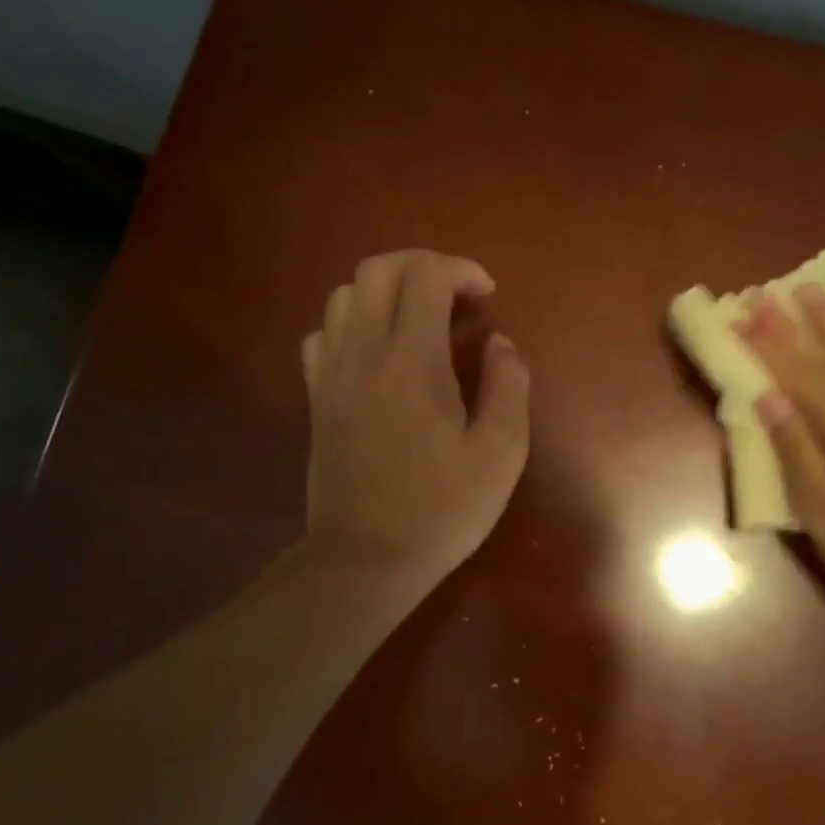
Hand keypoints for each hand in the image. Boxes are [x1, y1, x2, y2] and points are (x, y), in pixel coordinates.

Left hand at [301, 251, 529, 593]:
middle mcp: (363, 353)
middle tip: (455, 295)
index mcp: (413, 361)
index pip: (425, 277)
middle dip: (421, 266)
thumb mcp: (501, 454)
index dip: (460, 270)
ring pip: (343, 296)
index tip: (487, 295)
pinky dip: (351, 325)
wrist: (366, 559)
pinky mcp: (316, 400)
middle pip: (377, 270)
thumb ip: (508, 387)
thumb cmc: (442, 510)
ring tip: (418, 319)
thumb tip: (500, 344)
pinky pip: (322, 335)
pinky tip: (376, 353)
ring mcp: (331, 375)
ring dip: (385, 291)